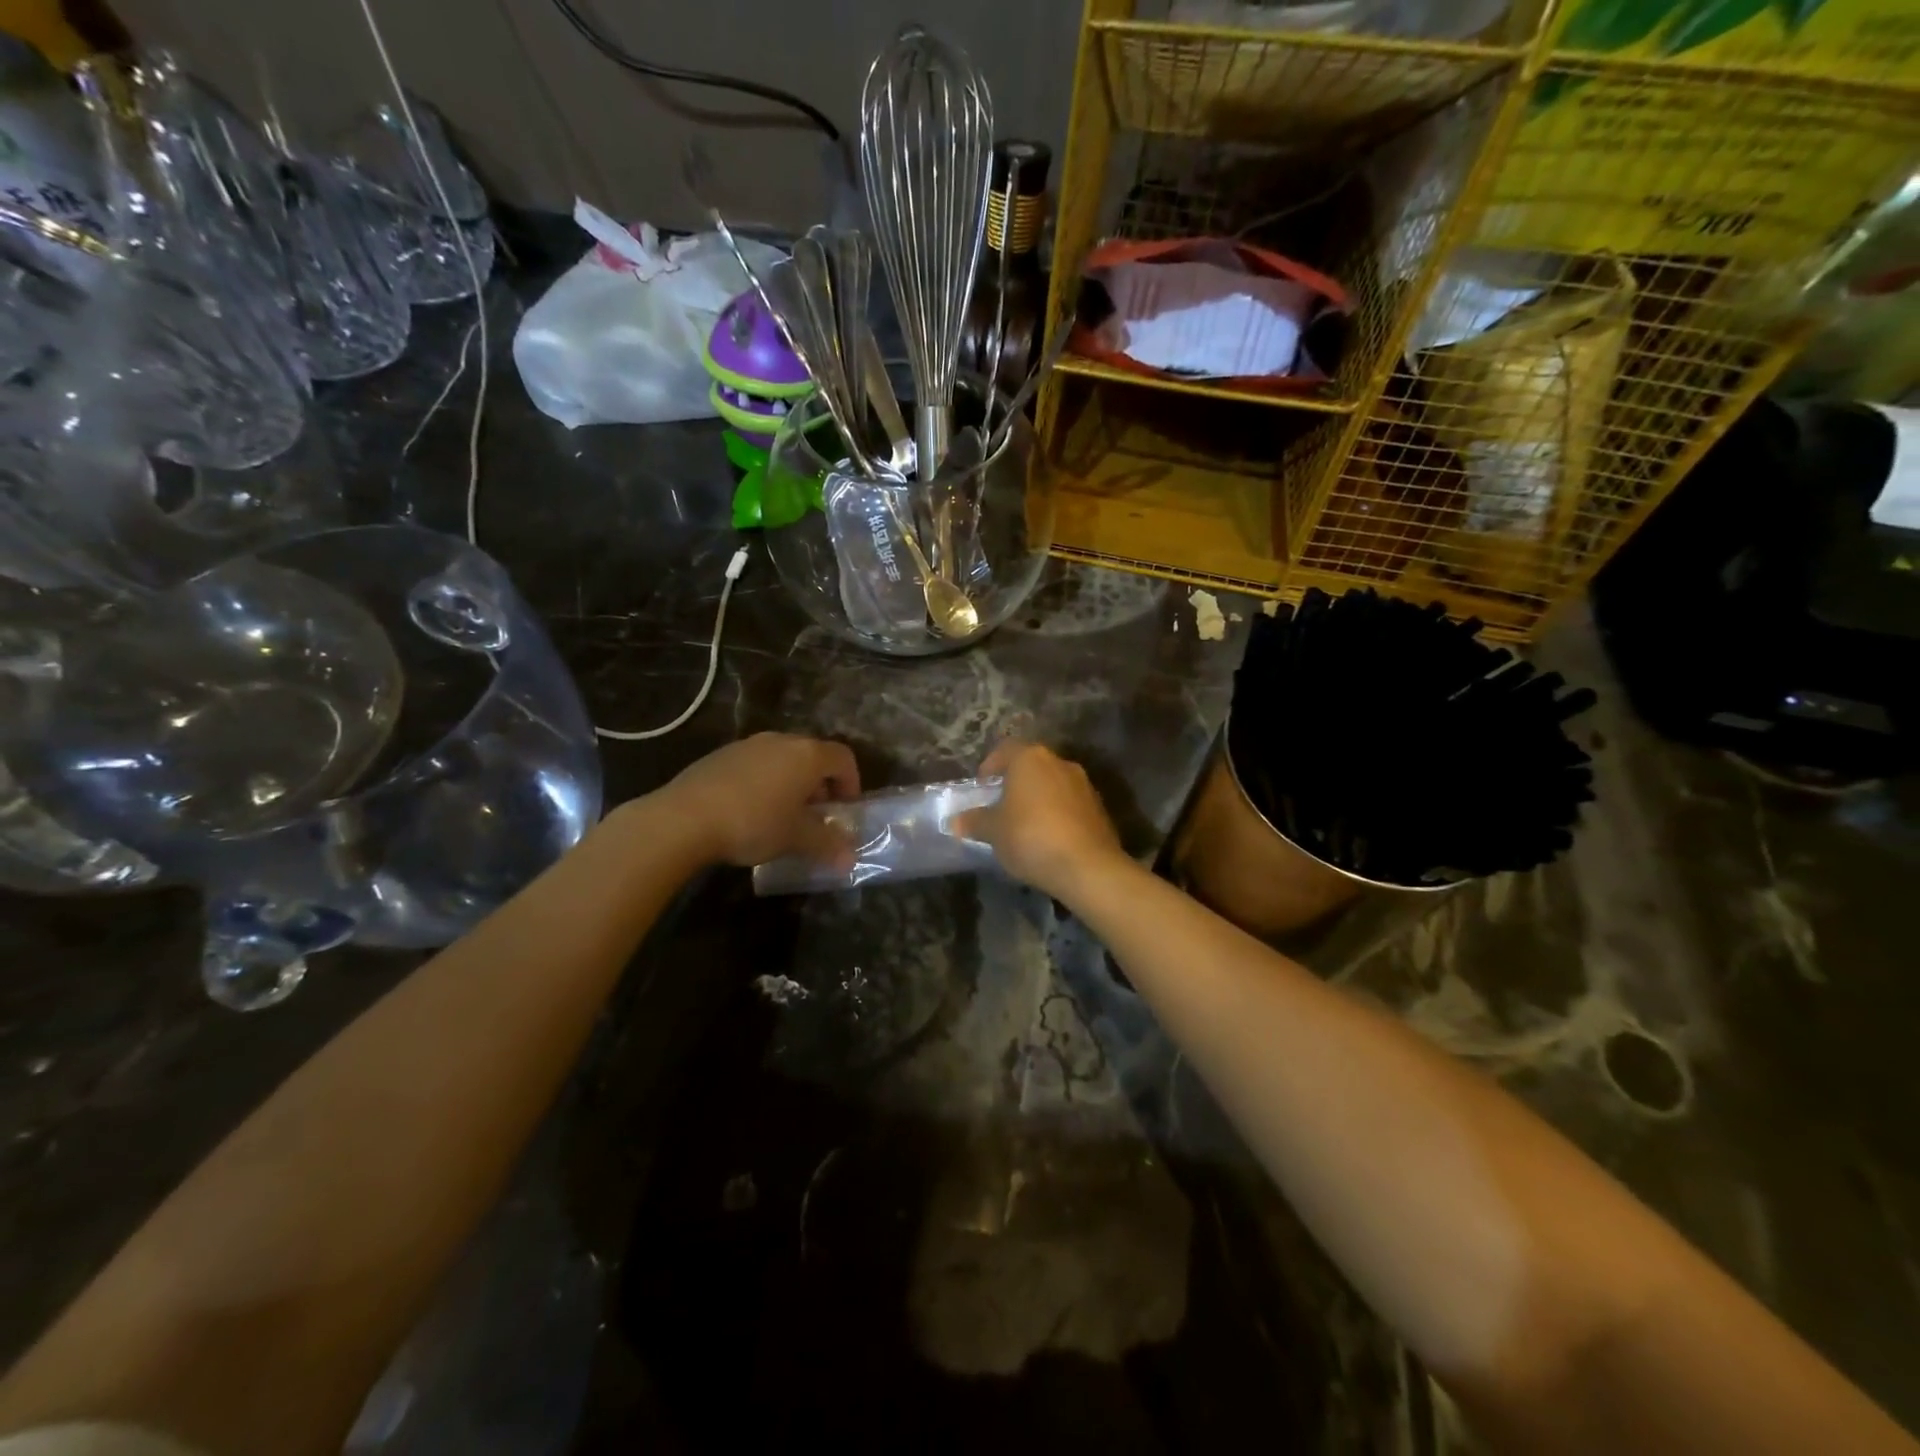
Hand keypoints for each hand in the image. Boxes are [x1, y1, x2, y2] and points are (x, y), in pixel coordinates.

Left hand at [652, 733, 860, 868]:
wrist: (684, 818)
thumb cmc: (753, 823)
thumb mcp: (795, 838)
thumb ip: (827, 845)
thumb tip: (850, 859)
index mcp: (807, 755)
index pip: (843, 758)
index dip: (851, 783)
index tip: (844, 810)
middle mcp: (781, 741)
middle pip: (813, 756)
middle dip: (820, 785)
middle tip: (815, 816)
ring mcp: (748, 745)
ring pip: (782, 759)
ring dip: (791, 783)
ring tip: (782, 815)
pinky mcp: (720, 755)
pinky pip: (755, 764)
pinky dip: (764, 782)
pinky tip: (749, 811)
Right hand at [952, 741, 1126, 903]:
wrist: (1088, 867)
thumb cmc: (1030, 837)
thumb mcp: (993, 831)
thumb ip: (974, 821)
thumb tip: (956, 821)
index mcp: (1030, 758)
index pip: (1005, 750)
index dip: (990, 766)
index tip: (981, 788)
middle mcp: (1059, 762)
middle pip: (1031, 766)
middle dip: (1014, 784)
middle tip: (1000, 807)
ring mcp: (1084, 784)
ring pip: (1052, 785)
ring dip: (1037, 799)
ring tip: (1024, 826)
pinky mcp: (1099, 808)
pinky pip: (1070, 804)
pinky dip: (1057, 814)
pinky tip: (1048, 838)